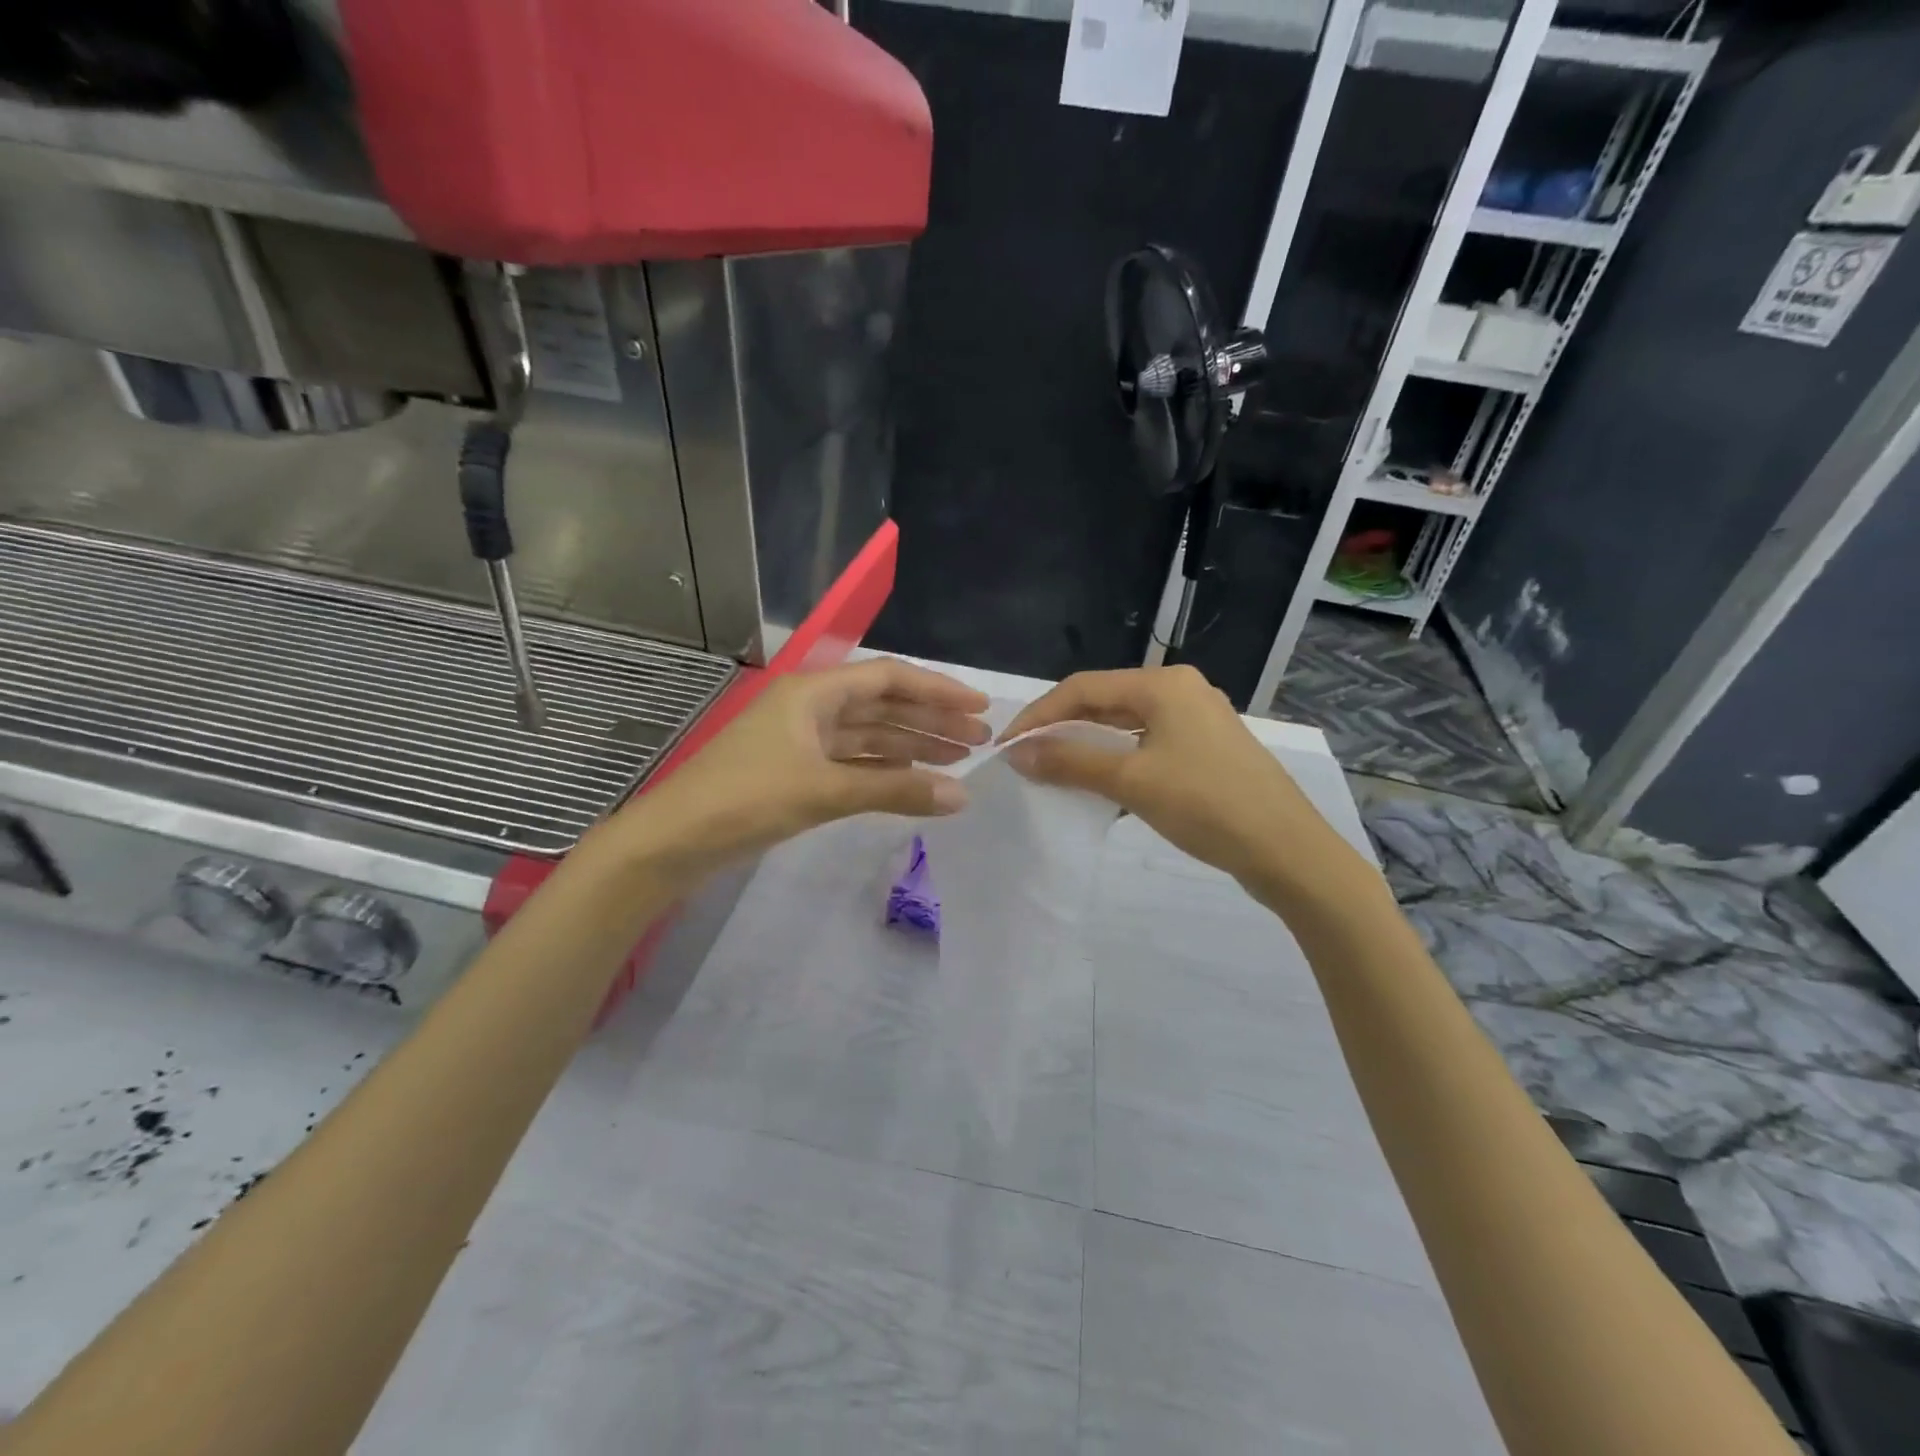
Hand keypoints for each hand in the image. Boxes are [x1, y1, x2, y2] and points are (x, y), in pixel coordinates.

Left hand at [609, 658, 990, 883]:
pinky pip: (854, 763)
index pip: (889, 679)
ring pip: (870, 736)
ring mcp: (804, 741)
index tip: (979, 707)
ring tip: (959, 760)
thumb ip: (895, 791)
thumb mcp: (824, 791)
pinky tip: (916, 782)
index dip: (937, 690)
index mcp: (814, 692)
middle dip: (931, 720)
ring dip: (913, 746)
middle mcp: (811, 707)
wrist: (673, 841)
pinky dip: (885, 772)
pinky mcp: (798, 772)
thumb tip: (961, 796)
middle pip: (883, 705)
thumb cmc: (745, 799)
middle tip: (980, 740)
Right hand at [1000, 665, 1364, 902]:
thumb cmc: (1206, 805)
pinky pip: (1149, 745)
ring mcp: (1199, 721)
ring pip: (1127, 725)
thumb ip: (1071, 761)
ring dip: (1089, 746)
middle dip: (1064, 729)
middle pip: (1106, 701)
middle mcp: (1182, 691)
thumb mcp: (1131, 781)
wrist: (1288, 851)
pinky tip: (1100, 787)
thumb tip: (1018, 753)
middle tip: (1028, 759)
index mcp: (1164, 684)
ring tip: (1056, 773)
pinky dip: (1118, 761)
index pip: (1084, 687)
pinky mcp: (1208, 750)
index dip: (1040, 714)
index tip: (1008, 746)